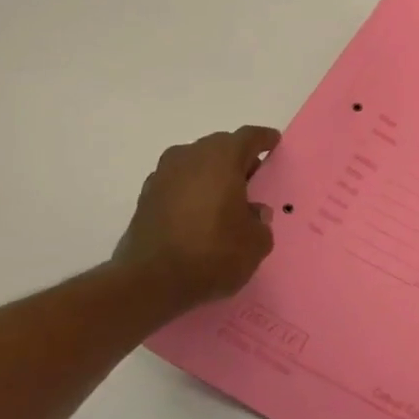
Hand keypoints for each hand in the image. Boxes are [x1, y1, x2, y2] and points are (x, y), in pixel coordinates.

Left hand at [113, 126, 280, 311]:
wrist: (150, 281)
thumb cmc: (213, 254)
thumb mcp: (256, 243)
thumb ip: (260, 221)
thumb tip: (252, 212)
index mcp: (221, 159)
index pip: (248, 137)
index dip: (263, 139)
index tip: (273, 142)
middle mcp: (189, 157)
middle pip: (219, 147)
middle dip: (237, 158)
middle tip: (252, 177)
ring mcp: (163, 175)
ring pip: (195, 163)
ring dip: (212, 174)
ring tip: (226, 198)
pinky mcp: (145, 197)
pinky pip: (178, 183)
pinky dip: (192, 191)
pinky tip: (200, 214)